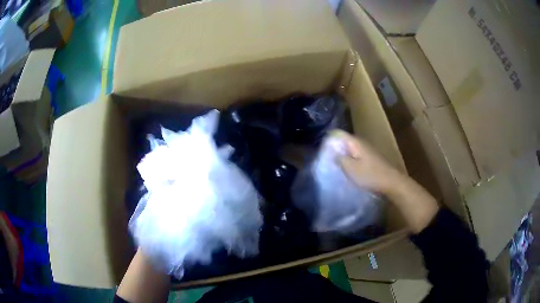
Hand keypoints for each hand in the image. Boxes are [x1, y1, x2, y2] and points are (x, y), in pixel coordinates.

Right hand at [332, 130, 438, 233]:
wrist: (391, 182)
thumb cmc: (370, 175)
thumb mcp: (351, 168)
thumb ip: (339, 158)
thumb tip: (332, 151)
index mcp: (355, 142)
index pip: (338, 133)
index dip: (328, 140)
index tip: (321, 151)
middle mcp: (361, 143)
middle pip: (344, 141)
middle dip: (334, 148)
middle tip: (325, 160)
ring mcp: (367, 150)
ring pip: (350, 149)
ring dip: (343, 155)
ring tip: (335, 166)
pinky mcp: (371, 158)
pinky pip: (356, 155)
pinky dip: (350, 160)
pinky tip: (348, 170)